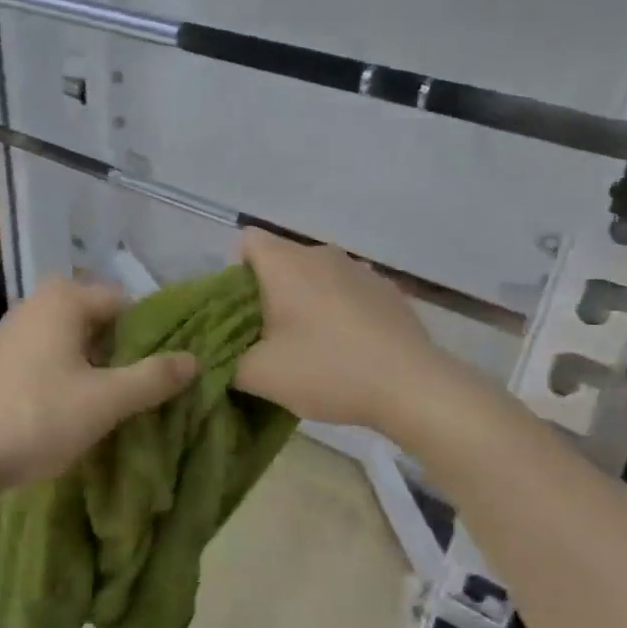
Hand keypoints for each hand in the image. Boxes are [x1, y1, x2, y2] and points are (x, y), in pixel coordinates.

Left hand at [0, 277, 196, 490]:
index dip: (150, 336)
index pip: (126, 304)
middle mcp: (36, 303)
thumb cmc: (39, 418)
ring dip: (95, 366)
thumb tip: (195, 359)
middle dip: (122, 353)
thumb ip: (154, 377)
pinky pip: (47, 356)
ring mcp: (12, 330)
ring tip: (111, 404)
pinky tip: (70, 408)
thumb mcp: (106, 400)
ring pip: (72, 341)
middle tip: (139, 392)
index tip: (162, 372)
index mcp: (63, 298)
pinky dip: (66, 374)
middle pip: (99, 322)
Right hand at [234, 229, 468, 434]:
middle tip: (267, 337)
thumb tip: (214, 355)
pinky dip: (337, 309)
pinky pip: (346, 290)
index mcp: (286, 264)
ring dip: (304, 301)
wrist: (412, 387)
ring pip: (315, 276)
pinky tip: (347, 347)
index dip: (235, 272)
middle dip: (268, 292)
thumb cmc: (327, 370)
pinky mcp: (387, 290)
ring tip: (309, 345)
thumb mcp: (260, 375)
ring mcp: (359, 269)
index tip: (240, 312)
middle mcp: (321, 254)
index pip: (246, 241)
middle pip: (280, 260)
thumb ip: (225, 360)